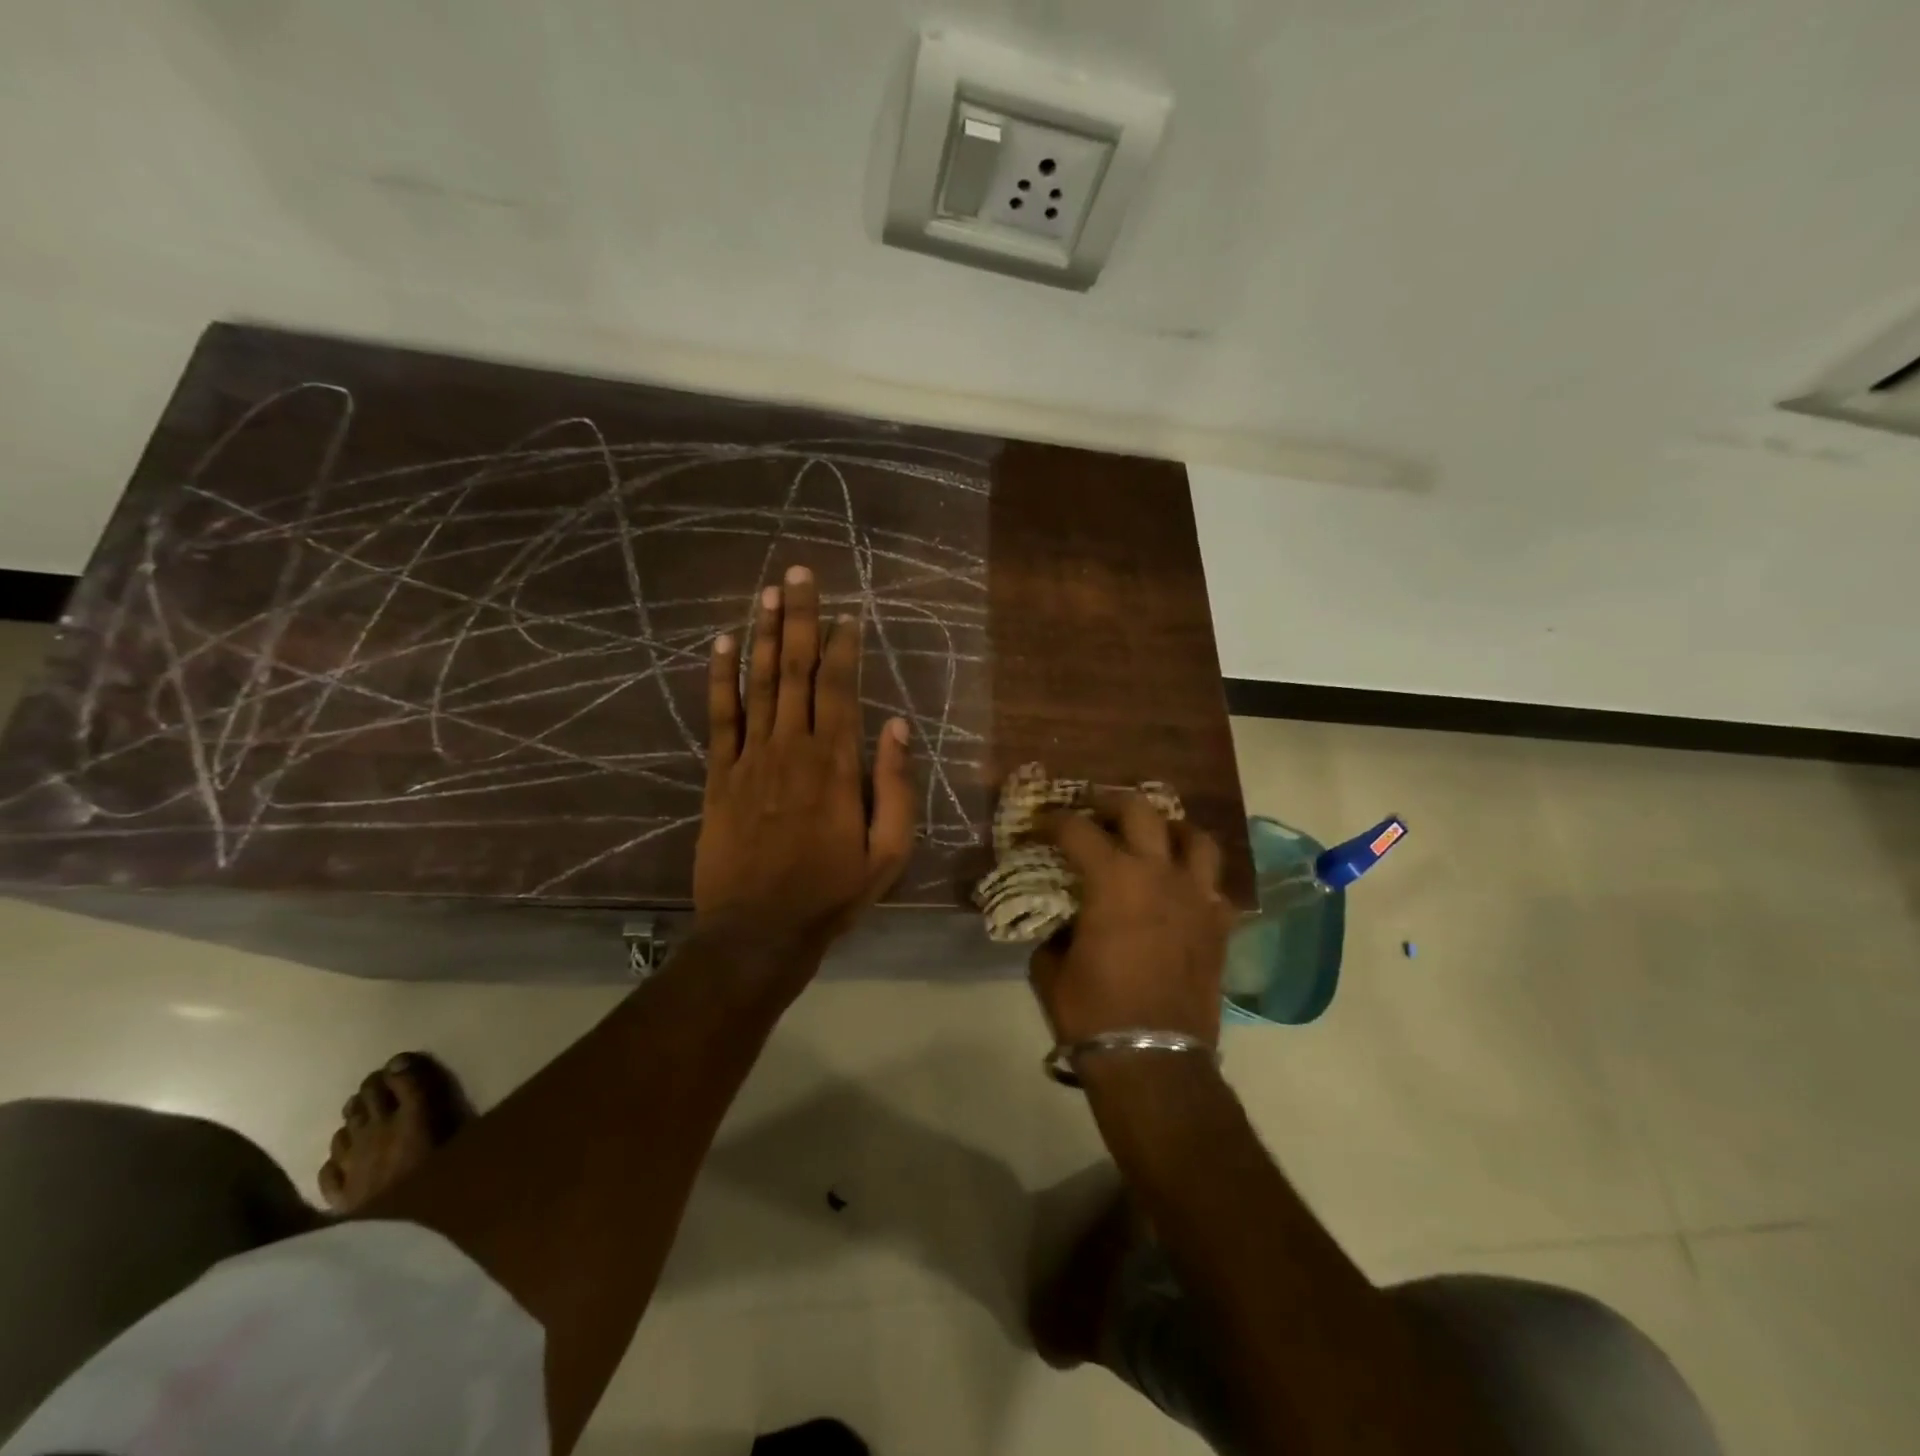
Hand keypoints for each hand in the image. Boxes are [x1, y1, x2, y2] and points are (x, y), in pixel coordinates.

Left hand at [694, 566, 915, 962]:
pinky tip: (722, 643)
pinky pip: (719, 718)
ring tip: (768, 591)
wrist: (759, 932)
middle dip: (800, 619)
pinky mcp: (719, 776)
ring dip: (763, 634)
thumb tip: (897, 726)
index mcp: (836, 765)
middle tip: (800, 574)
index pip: (840, 689)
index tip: (846, 614)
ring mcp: (750, 759)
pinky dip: (720, 679)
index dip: (842, 647)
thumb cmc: (832, 893)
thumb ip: (895, 786)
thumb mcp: (888, 851)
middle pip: (796, 671)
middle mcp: (791, 748)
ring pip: (758, 684)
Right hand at [1028, 792, 1233, 1046]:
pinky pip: (1215, 886)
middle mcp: (1159, 874)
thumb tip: (1062, 923)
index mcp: (1113, 879)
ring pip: (1195, 838)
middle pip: (1140, 811)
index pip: (1078, 830)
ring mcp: (1197, 897)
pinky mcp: (1219, 926)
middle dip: (1110, 801)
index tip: (1039, 824)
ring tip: (1153, 836)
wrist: (1154, 1061)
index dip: (1053, 820)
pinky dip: (1197, 878)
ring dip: (1170, 829)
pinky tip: (1182, 889)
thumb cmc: (1093, 1013)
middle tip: (1093, 807)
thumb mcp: (1050, 969)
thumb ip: (1055, 932)